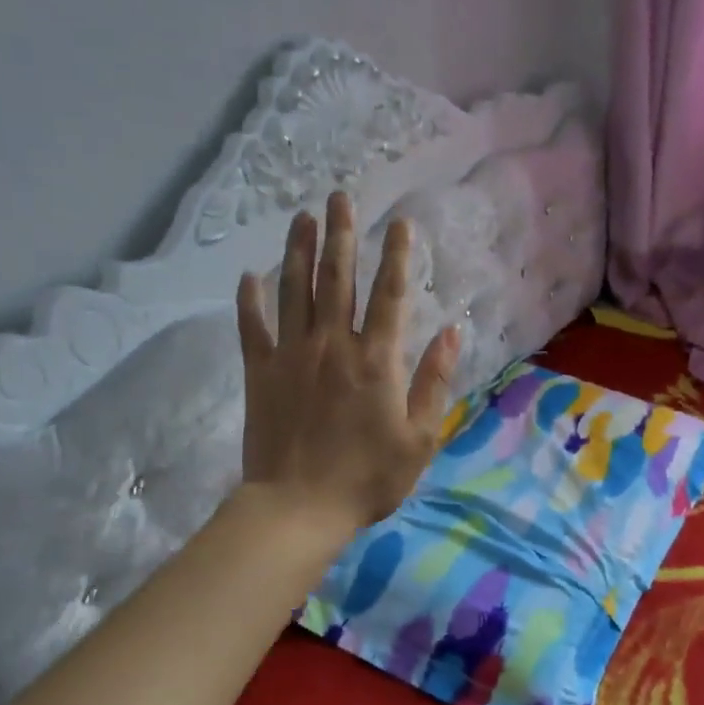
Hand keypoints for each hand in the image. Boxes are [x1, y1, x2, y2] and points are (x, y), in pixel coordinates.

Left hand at [237, 192, 458, 533]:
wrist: (298, 507)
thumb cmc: (367, 477)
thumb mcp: (419, 437)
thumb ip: (435, 380)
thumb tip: (454, 331)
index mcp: (376, 359)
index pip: (390, 294)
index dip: (397, 255)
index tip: (400, 222)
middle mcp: (333, 344)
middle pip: (337, 278)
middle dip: (341, 234)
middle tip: (339, 197)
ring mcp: (291, 355)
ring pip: (294, 291)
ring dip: (299, 250)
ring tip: (302, 217)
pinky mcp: (260, 372)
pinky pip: (253, 327)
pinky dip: (249, 300)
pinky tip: (249, 275)